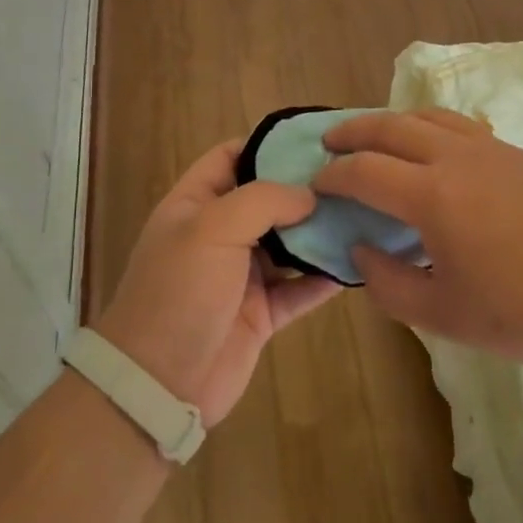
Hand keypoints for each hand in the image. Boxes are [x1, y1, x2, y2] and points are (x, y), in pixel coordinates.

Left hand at [96, 140, 339, 424]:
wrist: (159, 384)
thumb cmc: (179, 291)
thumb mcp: (213, 228)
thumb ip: (263, 200)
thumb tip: (309, 194)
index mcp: (195, 204)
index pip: (231, 156)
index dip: (267, 144)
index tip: (314, 139)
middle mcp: (219, 234)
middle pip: (267, 199)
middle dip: (305, 187)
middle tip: (353, 175)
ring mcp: (241, 275)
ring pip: (289, 243)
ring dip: (320, 231)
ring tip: (364, 212)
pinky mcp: (262, 314)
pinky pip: (300, 288)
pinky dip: (325, 277)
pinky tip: (357, 263)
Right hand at [316, 109, 522, 366]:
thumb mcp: (445, 316)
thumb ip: (390, 284)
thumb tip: (363, 250)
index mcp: (433, 196)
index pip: (365, 171)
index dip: (333, 176)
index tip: (316, 184)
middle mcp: (456, 158)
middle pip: (391, 126)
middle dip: (353, 131)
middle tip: (329, 141)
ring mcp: (491, 149)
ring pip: (428, 117)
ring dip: (392, 121)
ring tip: (375, 137)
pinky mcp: (518, 154)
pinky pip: (460, 125)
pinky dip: (429, 126)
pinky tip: (433, 150)